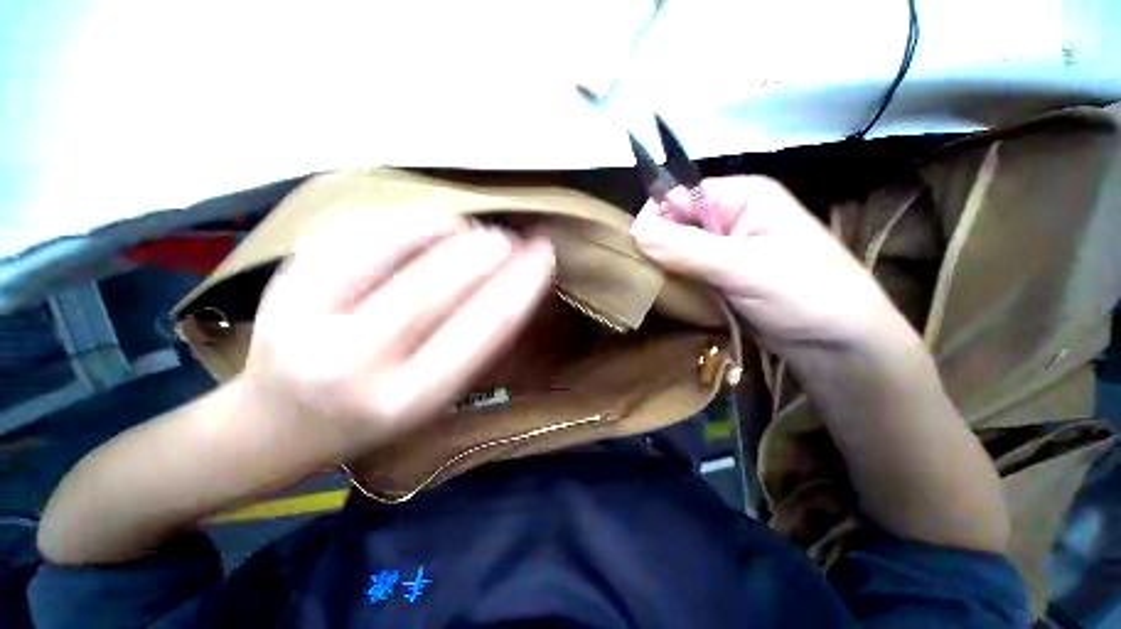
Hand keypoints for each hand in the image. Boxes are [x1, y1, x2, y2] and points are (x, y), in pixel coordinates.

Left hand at [238, 209, 554, 463]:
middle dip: (486, 250)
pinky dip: (402, 219)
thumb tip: (514, 285)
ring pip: (387, 245)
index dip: (520, 284)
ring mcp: (305, 318)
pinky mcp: (281, 283)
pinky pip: (354, 230)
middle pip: (436, 287)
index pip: (481, 330)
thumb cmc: (374, 415)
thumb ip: (475, 346)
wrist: (277, 424)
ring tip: (469, 229)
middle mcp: (354, 363)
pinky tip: (424, 225)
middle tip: (510, 238)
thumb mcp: (436, 398)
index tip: (544, 254)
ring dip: (444, 226)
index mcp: (407, 400)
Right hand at [630, 176, 910, 351]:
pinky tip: (668, 297)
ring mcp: (722, 249)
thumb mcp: (745, 267)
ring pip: (675, 250)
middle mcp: (727, 217)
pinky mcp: (718, 276)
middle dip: (656, 247)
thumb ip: (689, 249)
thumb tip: (636, 233)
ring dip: (663, 269)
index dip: (654, 219)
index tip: (638, 252)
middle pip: (674, 223)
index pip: (678, 195)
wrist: (837, 344)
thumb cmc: (806, 294)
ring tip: (655, 290)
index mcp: (740, 197)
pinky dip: (673, 283)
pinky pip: (684, 272)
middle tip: (647, 277)